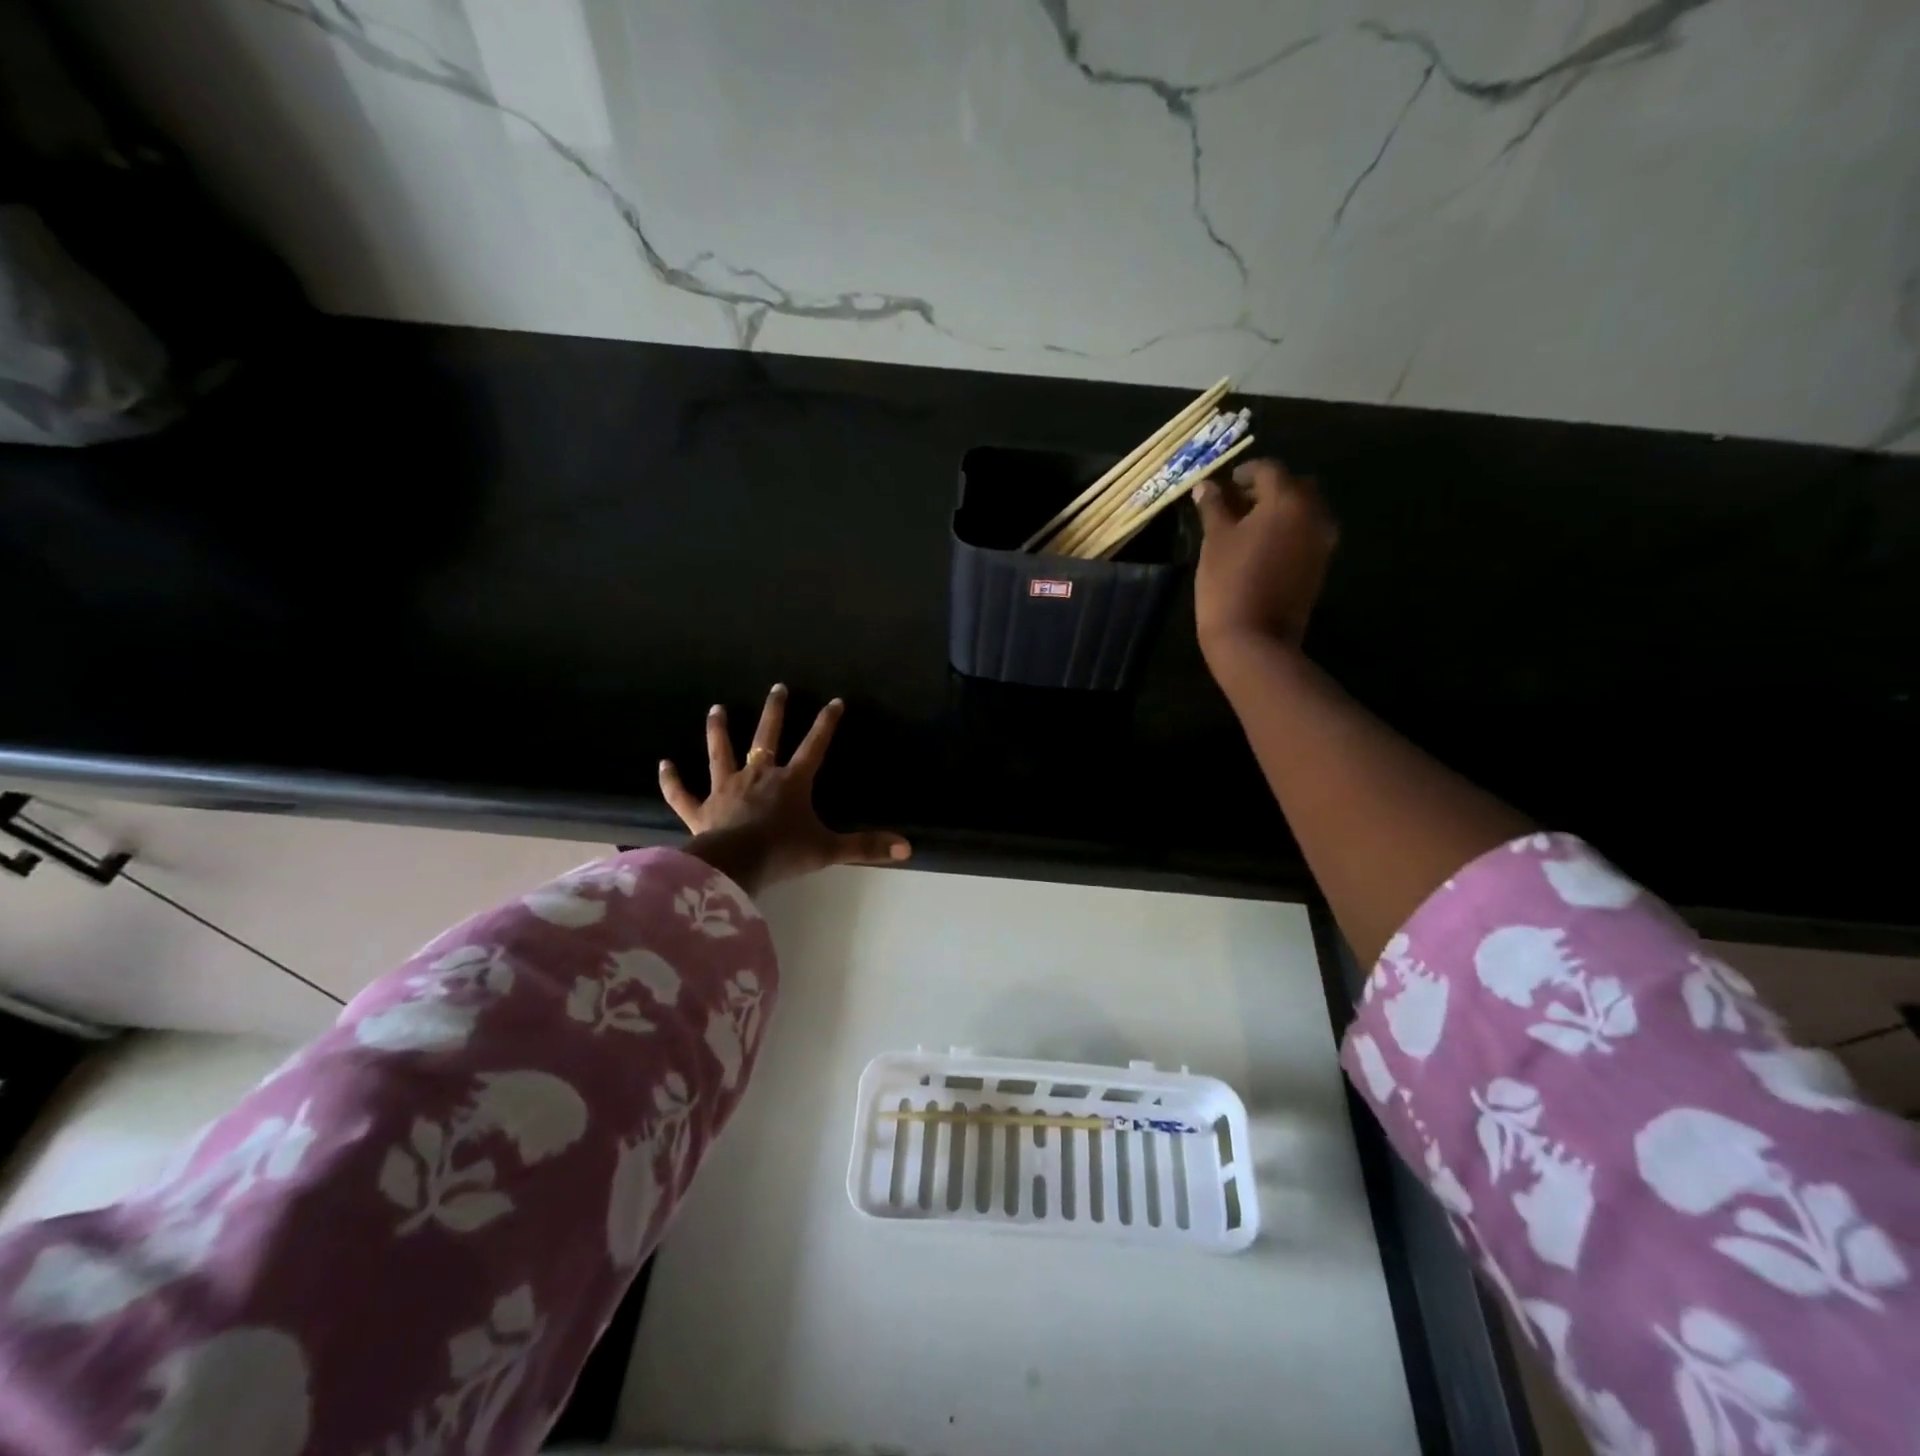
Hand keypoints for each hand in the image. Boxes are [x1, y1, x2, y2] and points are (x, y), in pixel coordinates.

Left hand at [659, 685, 910, 893]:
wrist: (735, 866)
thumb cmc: (783, 854)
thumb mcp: (829, 850)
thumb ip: (866, 846)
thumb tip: (907, 847)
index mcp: (791, 782)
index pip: (814, 746)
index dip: (826, 724)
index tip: (834, 701)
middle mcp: (758, 776)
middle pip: (767, 737)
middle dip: (774, 711)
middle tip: (778, 687)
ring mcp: (725, 790)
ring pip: (721, 753)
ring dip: (718, 731)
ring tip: (717, 709)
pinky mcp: (699, 809)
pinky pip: (682, 793)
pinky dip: (672, 780)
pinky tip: (664, 764)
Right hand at [1192, 459, 1337, 665]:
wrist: (1255, 639)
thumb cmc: (1228, 584)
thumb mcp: (1215, 541)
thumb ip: (1214, 507)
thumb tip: (1207, 485)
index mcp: (1287, 500)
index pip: (1269, 470)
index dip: (1246, 471)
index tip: (1227, 483)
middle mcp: (1313, 513)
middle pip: (1295, 486)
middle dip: (1268, 489)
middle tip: (1239, 502)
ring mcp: (1322, 541)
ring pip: (1305, 510)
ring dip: (1281, 510)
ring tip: (1250, 526)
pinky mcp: (1321, 565)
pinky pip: (1307, 533)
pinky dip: (1289, 530)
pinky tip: (1264, 546)